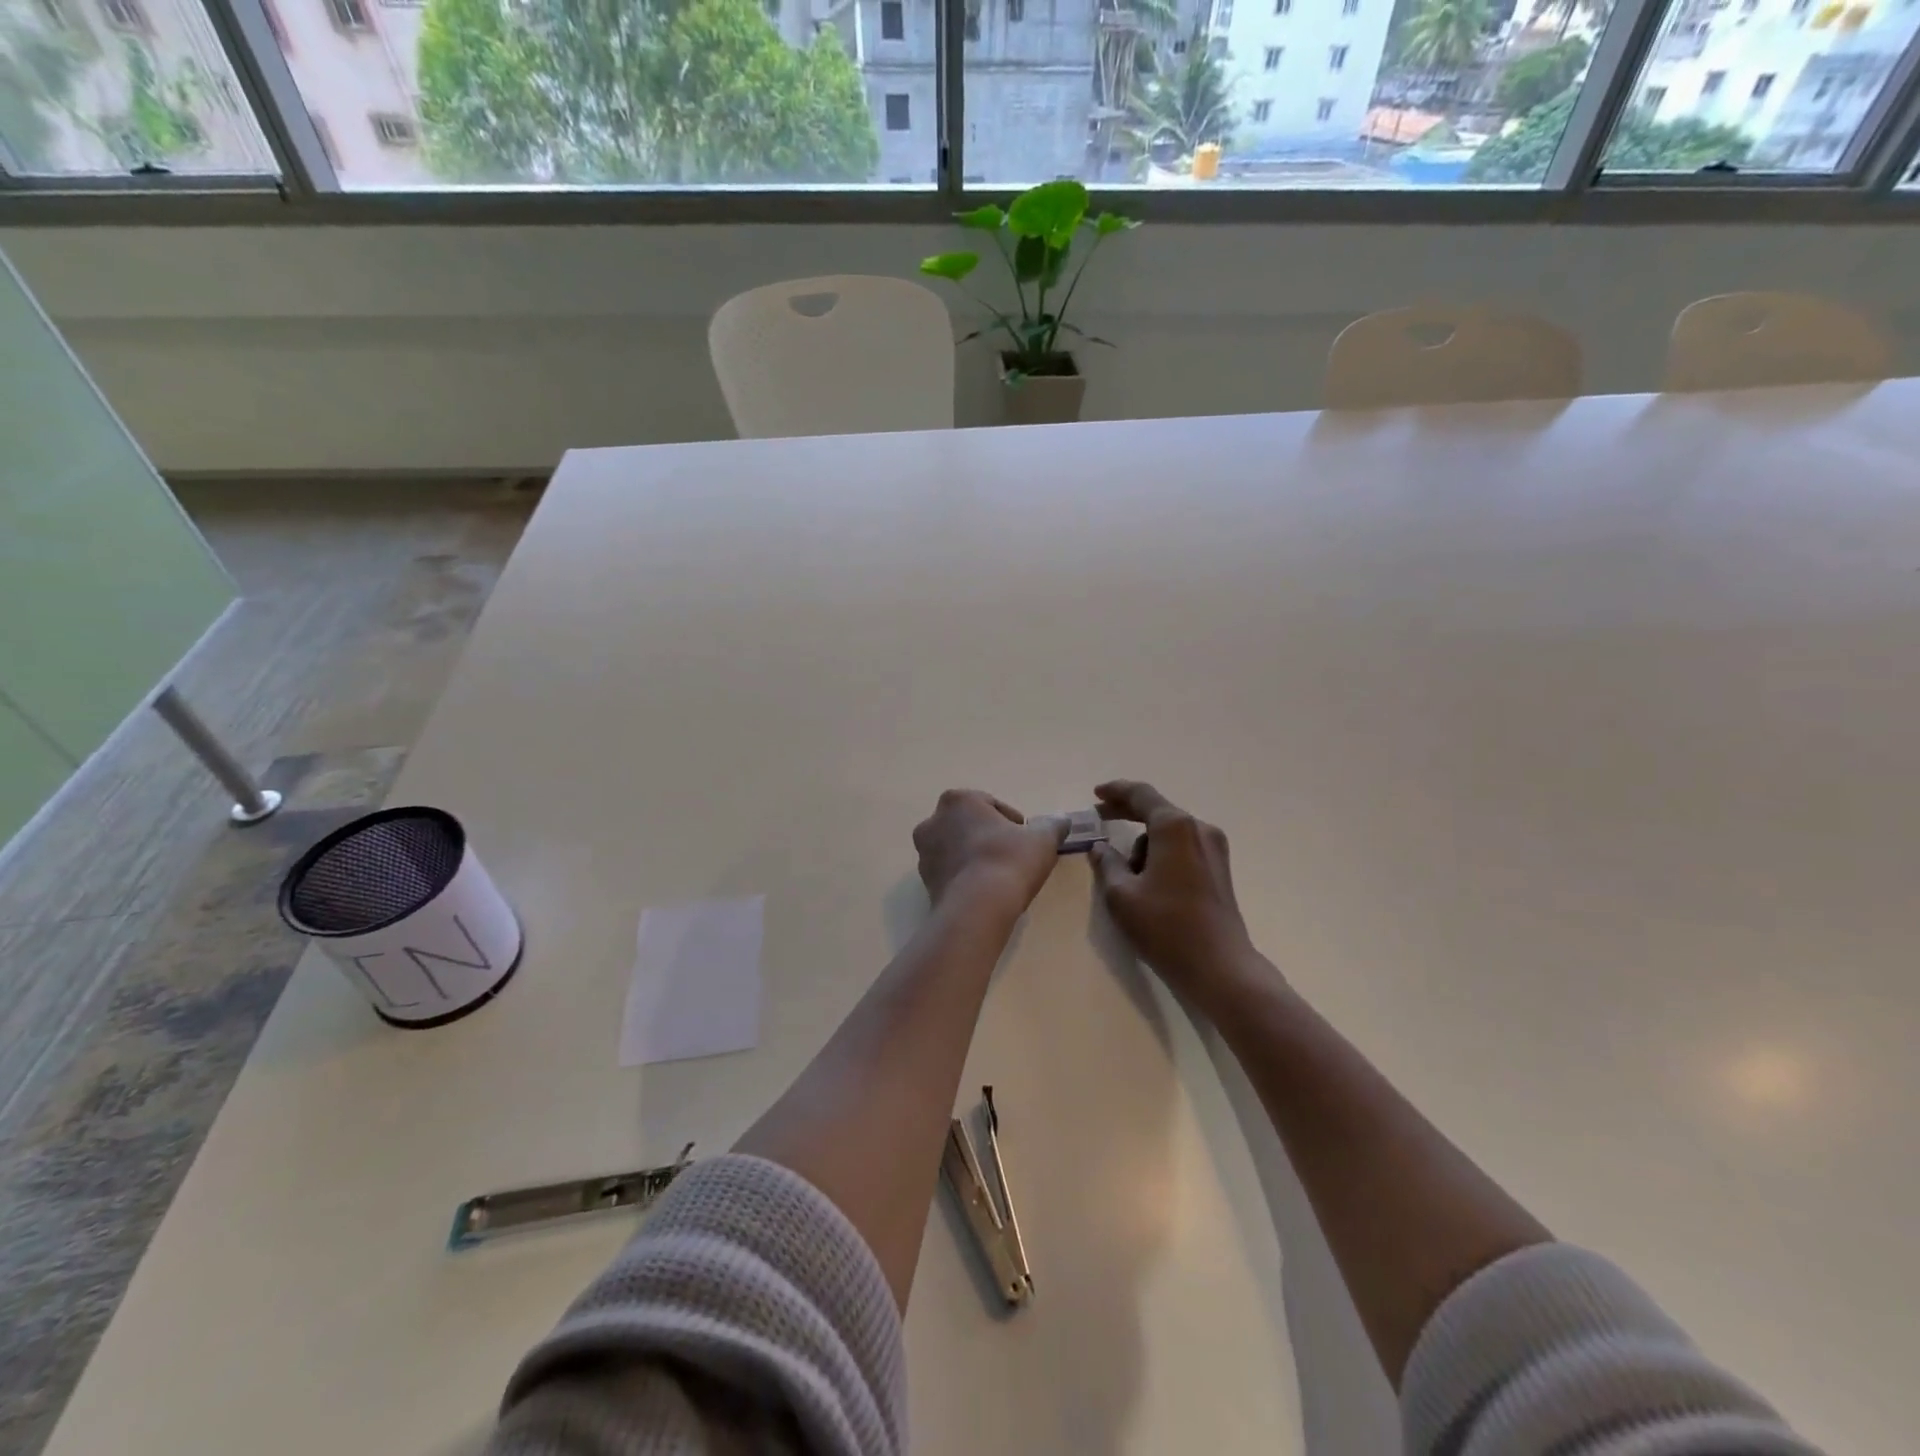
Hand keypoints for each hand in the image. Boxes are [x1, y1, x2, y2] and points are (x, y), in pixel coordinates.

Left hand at [914, 790, 1067, 914]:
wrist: (977, 908)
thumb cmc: (1009, 860)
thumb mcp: (1042, 839)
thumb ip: (1053, 825)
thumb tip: (1061, 819)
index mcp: (958, 800)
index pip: (990, 805)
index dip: (1012, 822)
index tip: (1026, 839)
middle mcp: (934, 821)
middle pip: (969, 825)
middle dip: (988, 836)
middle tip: (1012, 856)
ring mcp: (924, 853)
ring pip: (956, 848)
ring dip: (974, 856)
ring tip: (998, 876)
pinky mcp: (924, 882)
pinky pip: (950, 872)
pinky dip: (965, 877)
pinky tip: (984, 892)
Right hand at [1089, 780, 1259, 1002]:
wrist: (1220, 968)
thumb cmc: (1166, 927)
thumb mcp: (1121, 895)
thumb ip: (1106, 864)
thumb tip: (1100, 848)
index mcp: (1175, 827)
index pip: (1141, 795)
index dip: (1116, 791)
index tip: (1095, 794)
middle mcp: (1199, 829)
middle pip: (1158, 811)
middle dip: (1127, 813)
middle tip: (1099, 818)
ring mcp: (1214, 849)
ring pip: (1169, 833)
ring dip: (1144, 843)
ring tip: (1125, 876)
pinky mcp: (1220, 870)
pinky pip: (1183, 848)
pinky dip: (1161, 854)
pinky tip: (1148, 880)